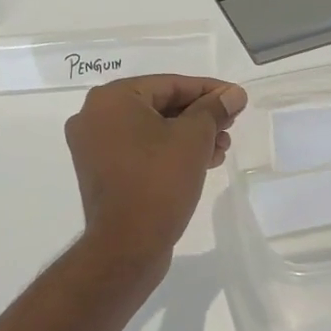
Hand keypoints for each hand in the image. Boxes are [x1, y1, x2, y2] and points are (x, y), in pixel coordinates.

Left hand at [64, 75, 248, 273]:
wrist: (126, 246)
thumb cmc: (159, 181)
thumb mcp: (194, 138)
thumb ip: (214, 109)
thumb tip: (233, 94)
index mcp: (111, 98)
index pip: (169, 84)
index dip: (208, 90)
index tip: (236, 98)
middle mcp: (94, 116)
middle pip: (159, 105)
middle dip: (199, 116)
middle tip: (230, 126)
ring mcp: (93, 146)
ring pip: (151, 129)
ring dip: (188, 136)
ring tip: (221, 148)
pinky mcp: (101, 171)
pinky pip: (140, 150)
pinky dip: (168, 151)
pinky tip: (201, 162)